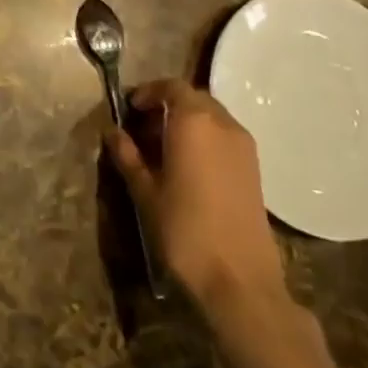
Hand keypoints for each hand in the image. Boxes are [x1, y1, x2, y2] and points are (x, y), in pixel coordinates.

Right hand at [104, 80, 288, 317]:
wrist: (240, 281)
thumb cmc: (184, 229)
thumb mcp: (145, 191)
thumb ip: (128, 156)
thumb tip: (113, 132)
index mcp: (194, 121)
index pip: (171, 86)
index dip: (148, 92)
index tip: (129, 109)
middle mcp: (223, 124)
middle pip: (193, 98)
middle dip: (166, 106)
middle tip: (142, 128)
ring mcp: (244, 147)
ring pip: (211, 118)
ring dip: (186, 123)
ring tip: (161, 149)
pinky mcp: (255, 170)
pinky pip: (224, 137)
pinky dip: (203, 139)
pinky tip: (186, 167)